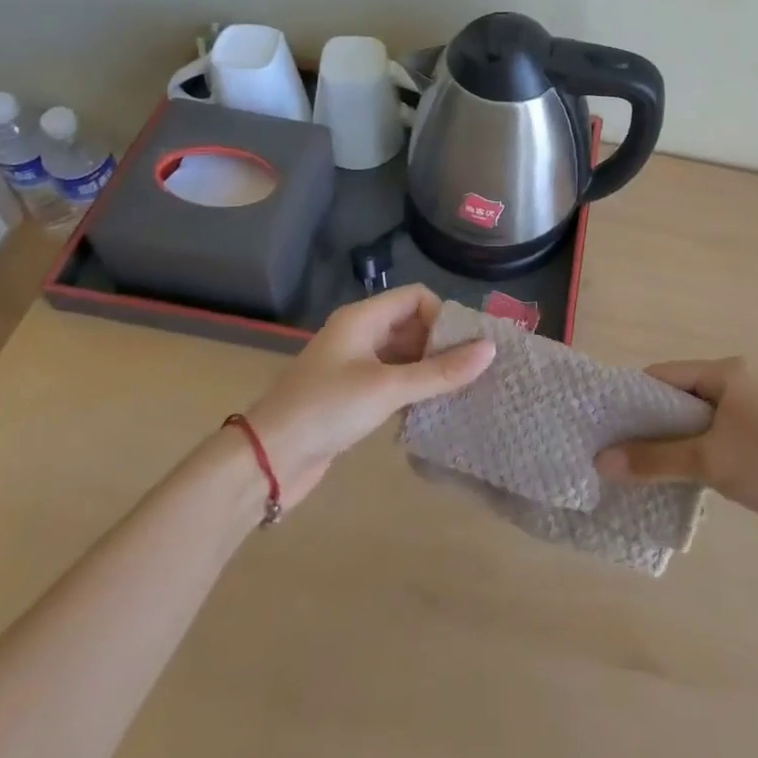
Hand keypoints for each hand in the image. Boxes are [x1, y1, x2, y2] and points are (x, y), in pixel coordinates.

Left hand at [245, 285, 493, 503]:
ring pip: (403, 355)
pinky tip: (431, 411)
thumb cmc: (327, 409)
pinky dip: (412, 390)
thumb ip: (440, 372)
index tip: (465, 348)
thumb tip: (490, 350)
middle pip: (411, 325)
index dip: (443, 316)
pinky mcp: (351, 396)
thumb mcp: (388, 388)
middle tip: (472, 373)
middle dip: (441, 345)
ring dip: (429, 370)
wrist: (267, 460)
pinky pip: (392, 381)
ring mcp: (354, 366)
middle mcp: (359, 335)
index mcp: (363, 318)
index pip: (416, 297)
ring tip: (460, 393)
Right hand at [596, 358, 757, 561]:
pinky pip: (708, 449)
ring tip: (628, 470)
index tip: (602, 424)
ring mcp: (746, 421)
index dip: (632, 397)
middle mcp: (735, 389)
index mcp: (726, 374)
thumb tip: (600, 461)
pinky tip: (664, 484)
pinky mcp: (753, 452)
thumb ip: (654, 459)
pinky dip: (686, 463)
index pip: (665, 375)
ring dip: (665, 448)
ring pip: (692, 428)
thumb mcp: (710, 461)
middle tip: (609, 451)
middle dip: (645, 425)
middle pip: (677, 401)